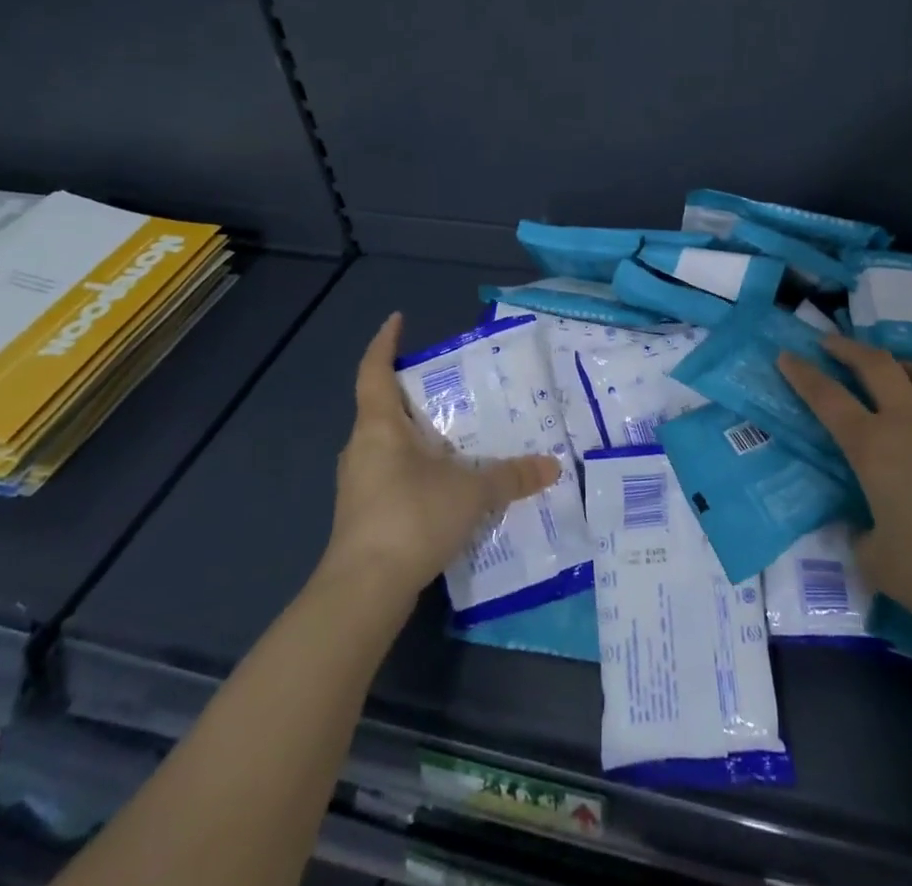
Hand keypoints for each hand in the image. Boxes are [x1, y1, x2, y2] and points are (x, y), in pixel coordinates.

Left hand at [323, 313, 560, 598]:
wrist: (363, 591)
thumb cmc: (411, 518)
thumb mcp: (472, 492)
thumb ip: (512, 476)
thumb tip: (553, 465)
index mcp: (379, 426)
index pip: (374, 370)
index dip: (384, 342)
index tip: (397, 320)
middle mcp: (362, 447)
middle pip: (382, 406)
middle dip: (412, 391)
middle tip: (451, 384)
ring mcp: (358, 483)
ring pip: (387, 443)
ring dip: (415, 433)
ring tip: (456, 432)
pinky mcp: (363, 514)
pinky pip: (391, 473)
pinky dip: (415, 466)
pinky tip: (445, 481)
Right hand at [776, 335, 911, 649]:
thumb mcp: (877, 564)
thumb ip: (862, 537)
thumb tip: (867, 527)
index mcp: (874, 447)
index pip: (827, 397)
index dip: (802, 374)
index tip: (785, 356)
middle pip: (876, 364)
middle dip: (847, 348)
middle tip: (830, 344)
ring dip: (904, 365)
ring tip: (896, 372)